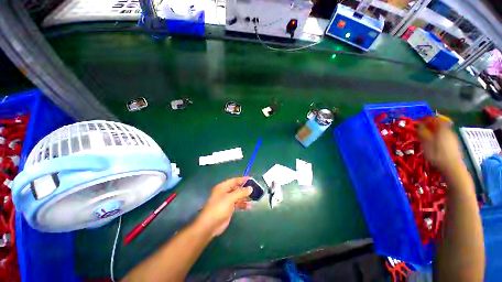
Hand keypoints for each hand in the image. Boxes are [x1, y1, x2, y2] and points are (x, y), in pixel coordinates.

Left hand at [194, 177, 251, 237]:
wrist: (210, 225)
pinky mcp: (229, 209)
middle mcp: (225, 192)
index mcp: (223, 187)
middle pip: (237, 188)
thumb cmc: (219, 208)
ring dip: (245, 197)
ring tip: (254, 198)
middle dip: (245, 189)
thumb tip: (250, 188)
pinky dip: (243, 204)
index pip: (234, 180)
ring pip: (238, 196)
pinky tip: (249, 206)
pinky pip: (237, 204)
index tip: (251, 179)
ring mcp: (227, 201)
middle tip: (255, 189)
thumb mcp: (231, 198)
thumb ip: (241, 192)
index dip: (243, 179)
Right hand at [418, 119, 463, 175]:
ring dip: (435, 132)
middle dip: (431, 126)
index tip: (420, 121)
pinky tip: (435, 145)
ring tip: (427, 138)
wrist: (452, 168)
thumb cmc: (437, 154)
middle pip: (440, 125)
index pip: (436, 119)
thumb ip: (422, 133)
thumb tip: (418, 125)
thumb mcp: (426, 143)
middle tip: (423, 130)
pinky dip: (439, 138)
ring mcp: (453, 139)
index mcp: (442, 129)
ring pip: (443, 132)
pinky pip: (445, 138)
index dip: (428, 118)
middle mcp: (449, 132)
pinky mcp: (454, 146)